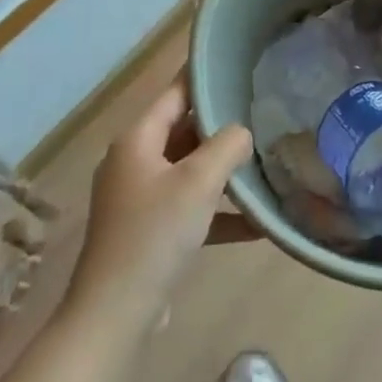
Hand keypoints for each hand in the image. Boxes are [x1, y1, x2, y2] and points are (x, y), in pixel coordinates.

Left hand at [64, 73, 255, 334]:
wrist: (115, 315)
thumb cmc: (155, 234)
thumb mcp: (199, 181)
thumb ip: (228, 145)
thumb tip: (243, 132)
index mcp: (138, 140)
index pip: (176, 94)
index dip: (205, 78)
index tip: (239, 67)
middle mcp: (135, 162)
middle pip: (184, 132)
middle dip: (223, 128)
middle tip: (264, 115)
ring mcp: (140, 199)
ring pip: (189, 171)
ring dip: (224, 172)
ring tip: (266, 163)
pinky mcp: (149, 232)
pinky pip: (189, 208)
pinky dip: (218, 212)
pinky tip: (257, 224)